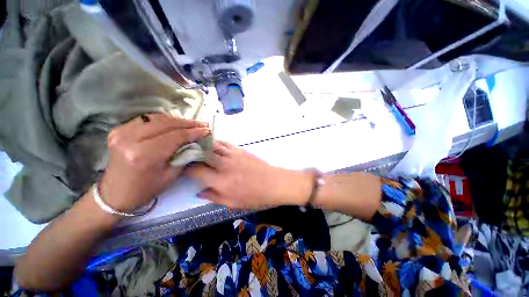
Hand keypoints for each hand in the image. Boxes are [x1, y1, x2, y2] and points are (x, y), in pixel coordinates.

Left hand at [99, 113, 209, 212]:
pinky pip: (146, 120)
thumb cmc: (146, 189)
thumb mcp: (171, 175)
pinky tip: (174, 124)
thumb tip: (196, 142)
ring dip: (177, 120)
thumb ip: (184, 155)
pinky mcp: (118, 130)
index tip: (207, 130)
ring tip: (191, 124)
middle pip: (166, 124)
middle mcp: (130, 139)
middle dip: (188, 123)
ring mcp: (121, 132)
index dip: (194, 132)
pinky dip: (163, 120)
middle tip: (203, 124)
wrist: (115, 193)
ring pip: (157, 118)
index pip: (176, 136)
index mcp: (144, 155)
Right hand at [185, 141, 312, 208]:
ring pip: (212, 145)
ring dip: (202, 146)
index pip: (196, 171)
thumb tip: (199, 193)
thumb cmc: (254, 196)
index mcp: (221, 181)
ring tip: (195, 147)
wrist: (274, 183)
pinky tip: (213, 145)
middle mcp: (224, 165)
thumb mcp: (233, 203)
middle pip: (202, 154)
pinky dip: (216, 143)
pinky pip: (225, 143)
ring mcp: (233, 155)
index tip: (182, 169)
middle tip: (184, 154)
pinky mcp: (240, 150)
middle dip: (190, 153)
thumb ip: (214, 197)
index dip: (186, 169)